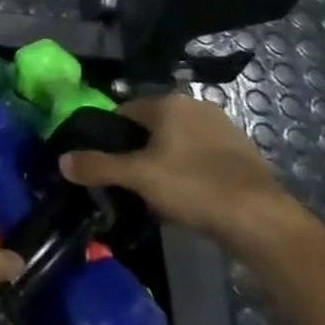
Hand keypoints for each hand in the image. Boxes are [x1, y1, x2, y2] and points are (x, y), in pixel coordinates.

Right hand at [58, 93, 306, 254]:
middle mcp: (196, 106)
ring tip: (157, 196)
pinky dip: (190, 172)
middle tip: (130, 183)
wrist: (262, 221)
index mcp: (169, 102)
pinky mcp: (242, 153)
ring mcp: (223, 128)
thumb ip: (97, 166)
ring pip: (177, 143)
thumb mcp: (138, 177)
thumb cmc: (194, 187)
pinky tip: (188, 199)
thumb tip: (62, 160)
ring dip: (164, 163)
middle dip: (138, 152)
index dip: (110, 136)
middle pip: (151, 127)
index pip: (124, 111)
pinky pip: (201, 158)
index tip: (105, 164)